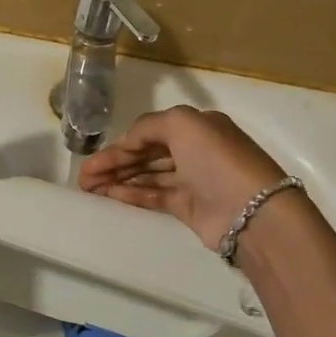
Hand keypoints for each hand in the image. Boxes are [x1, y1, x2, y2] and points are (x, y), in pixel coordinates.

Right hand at [78, 105, 284, 249]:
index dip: (121, 144)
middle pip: (146, 154)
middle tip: (83, 177)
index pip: (150, 132)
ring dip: (118, 179)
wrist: (252, 212)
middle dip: (114, 163)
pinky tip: (108, 196)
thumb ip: (148, 126)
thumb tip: (128, 142)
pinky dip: (131, 194)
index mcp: (198, 126)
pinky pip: (153, 196)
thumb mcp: (182, 124)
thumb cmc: (217, 160)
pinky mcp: (189, 207)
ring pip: (147, 176)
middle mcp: (195, 150)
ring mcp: (193, 180)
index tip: (94, 159)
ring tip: (88, 188)